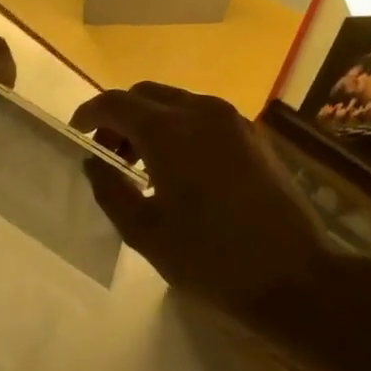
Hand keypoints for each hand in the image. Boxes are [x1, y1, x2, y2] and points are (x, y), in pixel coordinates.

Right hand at [72, 83, 344, 340]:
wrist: (294, 276)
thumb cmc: (210, 258)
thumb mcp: (145, 232)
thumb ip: (111, 190)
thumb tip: (94, 162)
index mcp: (169, 131)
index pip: (115, 103)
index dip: (89, 113)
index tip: (76, 132)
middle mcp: (200, 111)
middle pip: (146, 94)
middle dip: (120, 116)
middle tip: (108, 153)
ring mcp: (232, 121)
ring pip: (176, 102)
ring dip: (150, 122)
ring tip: (141, 165)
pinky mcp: (252, 136)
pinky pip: (203, 117)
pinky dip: (179, 129)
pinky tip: (178, 169)